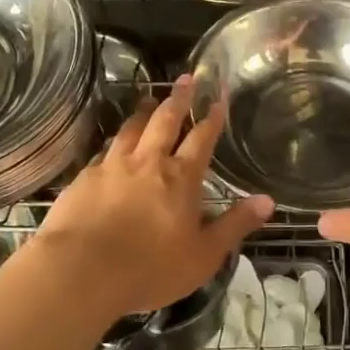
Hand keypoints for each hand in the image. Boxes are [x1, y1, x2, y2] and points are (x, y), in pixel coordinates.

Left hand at [38, 75, 272, 318]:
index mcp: (181, 178)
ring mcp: (112, 167)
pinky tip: (111, 147)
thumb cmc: (150, 267)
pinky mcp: (83, 179)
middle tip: (185, 78)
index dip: (213, 116)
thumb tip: (268, 201)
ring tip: (148, 99)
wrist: (80, 271)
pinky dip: (113, 144)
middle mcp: (148, 162)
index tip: (219, 94)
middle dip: (179, 98)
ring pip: (131, 129)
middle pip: (165, 120)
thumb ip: (235, 225)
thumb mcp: (204, 255)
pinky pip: (103, 153)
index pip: (202, 138)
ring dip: (143, 112)